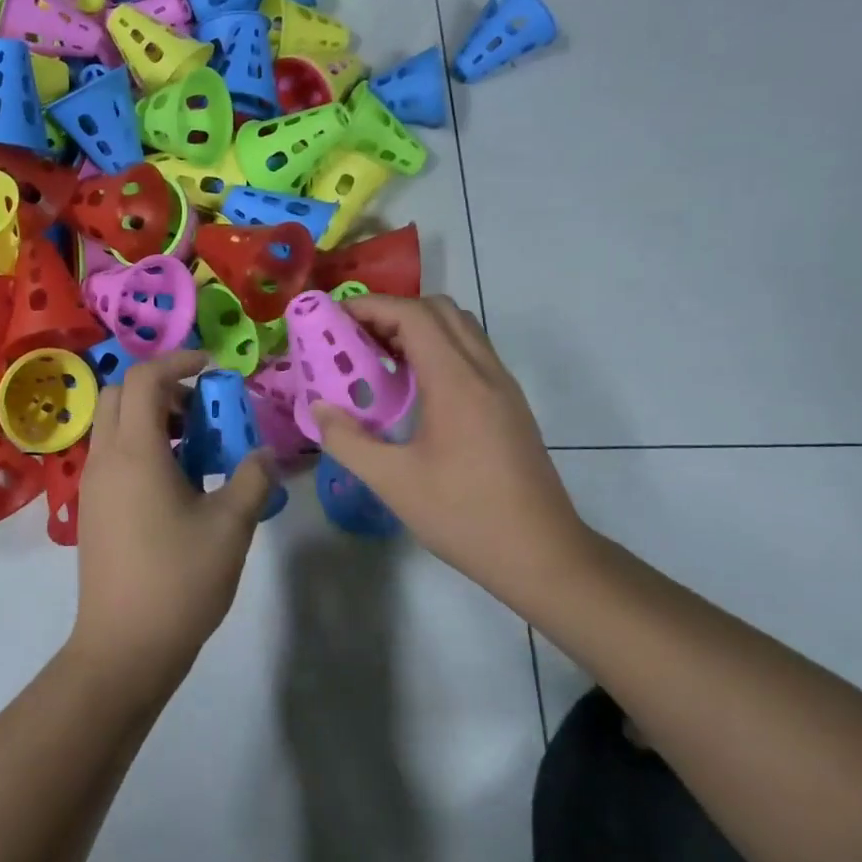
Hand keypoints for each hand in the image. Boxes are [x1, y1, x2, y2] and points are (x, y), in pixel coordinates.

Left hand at [70, 350, 276, 703]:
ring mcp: (92, 485)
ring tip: (194, 448)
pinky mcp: (92, 510)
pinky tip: (176, 484)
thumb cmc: (179, 581)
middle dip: (161, 387)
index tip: (213, 368)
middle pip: (121, 394)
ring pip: (113, 426)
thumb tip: (265, 454)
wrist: (123, 647)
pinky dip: (140, 447)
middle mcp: (104, 459)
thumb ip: (252, 479)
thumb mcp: (231, 526)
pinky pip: (111, 455)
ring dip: (150, 419)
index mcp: (135, 452)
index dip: (179, 361)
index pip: (145, 378)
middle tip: (201, 410)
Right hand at [309, 295, 592, 594]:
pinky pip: (471, 353)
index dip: (370, 306)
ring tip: (379, 358)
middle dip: (392, 312)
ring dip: (417, 328)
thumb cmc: (464, 516)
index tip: (334, 318)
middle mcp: (484, 371)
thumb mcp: (393, 482)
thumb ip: (348, 440)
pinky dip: (437, 349)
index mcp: (457, 382)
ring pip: (460, 328)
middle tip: (355, 338)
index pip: (413, 314)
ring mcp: (502, 386)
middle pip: (439, 309)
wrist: (542, 554)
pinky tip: (412, 388)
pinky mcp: (509, 404)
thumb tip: (319, 408)